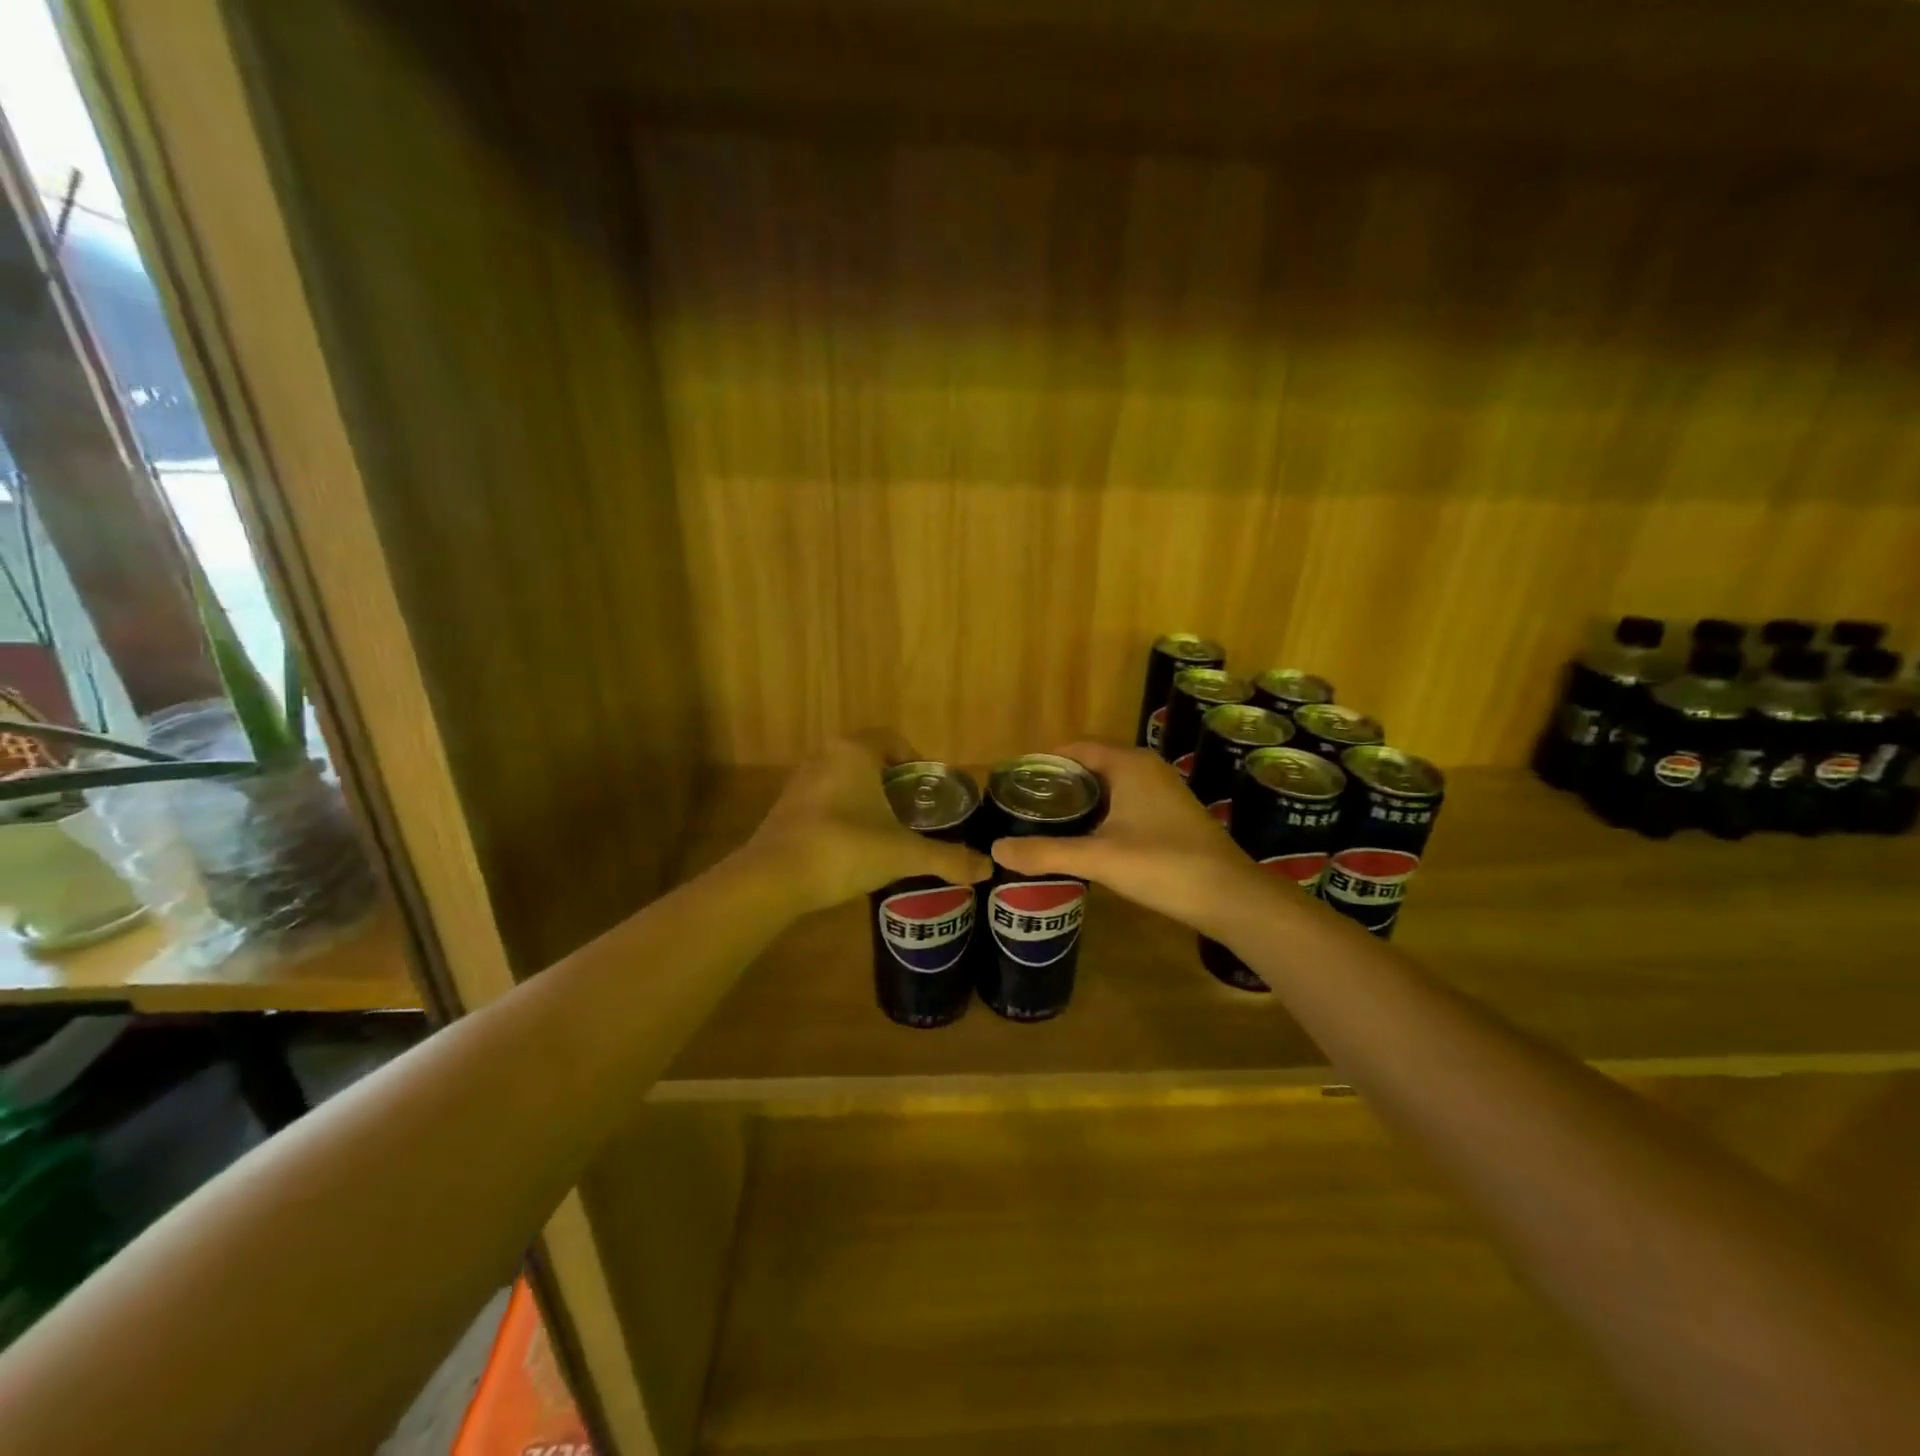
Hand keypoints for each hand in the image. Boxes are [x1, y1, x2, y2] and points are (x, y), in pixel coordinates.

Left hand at [740, 733, 993, 914]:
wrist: (774, 879)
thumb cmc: (845, 849)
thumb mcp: (903, 854)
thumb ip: (947, 858)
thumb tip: (988, 868)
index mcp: (854, 752)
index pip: (893, 739)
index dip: (916, 761)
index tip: (930, 792)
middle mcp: (825, 756)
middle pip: (870, 759)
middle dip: (894, 783)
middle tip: (916, 813)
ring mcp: (800, 782)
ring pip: (845, 780)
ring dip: (868, 799)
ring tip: (889, 831)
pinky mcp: (785, 808)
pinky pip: (825, 800)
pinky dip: (844, 814)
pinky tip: (855, 847)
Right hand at [989, 740, 1272, 937]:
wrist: (1230, 896)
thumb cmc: (1164, 865)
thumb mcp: (1099, 859)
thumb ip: (1046, 852)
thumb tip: (997, 849)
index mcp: (1129, 764)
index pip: (1077, 747)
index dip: (1045, 761)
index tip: (1016, 782)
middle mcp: (1147, 768)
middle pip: (1093, 764)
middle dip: (1060, 781)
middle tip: (1024, 804)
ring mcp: (1164, 791)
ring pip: (1111, 785)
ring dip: (1082, 798)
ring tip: (1047, 820)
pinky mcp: (1172, 815)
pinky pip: (1127, 801)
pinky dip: (1103, 812)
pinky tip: (1087, 838)